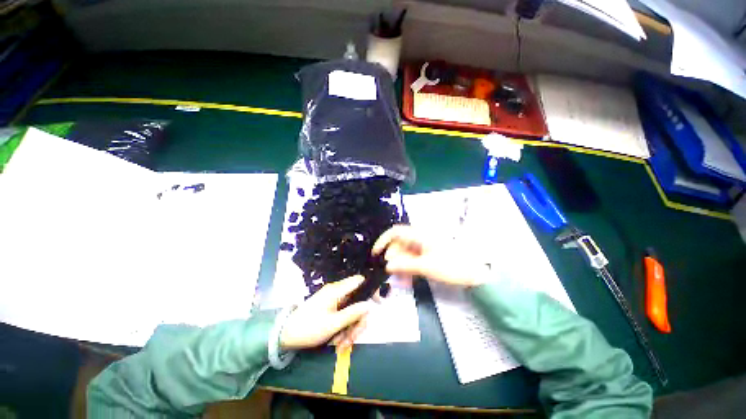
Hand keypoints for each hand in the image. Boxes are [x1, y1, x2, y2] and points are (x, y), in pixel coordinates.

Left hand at [280, 276, 372, 350]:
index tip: (377, 303)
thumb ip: (352, 313)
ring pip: (351, 311)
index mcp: (337, 290)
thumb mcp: (332, 324)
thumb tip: (369, 305)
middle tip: (352, 340)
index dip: (370, 289)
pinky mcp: (330, 309)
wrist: (285, 335)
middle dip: (357, 321)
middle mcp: (337, 293)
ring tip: (341, 345)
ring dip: (350, 329)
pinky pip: (343, 316)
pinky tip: (338, 343)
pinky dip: (343, 329)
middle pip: (357, 301)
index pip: (359, 281)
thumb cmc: (308, 328)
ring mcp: (333, 301)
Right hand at [372, 225, 488, 287]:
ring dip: (401, 266)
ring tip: (402, 281)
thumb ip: (405, 265)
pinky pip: (413, 259)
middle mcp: (420, 238)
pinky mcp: (428, 254)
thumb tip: (387, 265)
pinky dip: (409, 268)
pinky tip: (409, 280)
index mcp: (419, 235)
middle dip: (393, 258)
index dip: (383, 241)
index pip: (395, 232)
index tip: (375, 254)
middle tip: (391, 274)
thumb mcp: (427, 267)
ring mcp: (424, 246)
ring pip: (405, 253)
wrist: (477, 272)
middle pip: (399, 244)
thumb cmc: (452, 266)